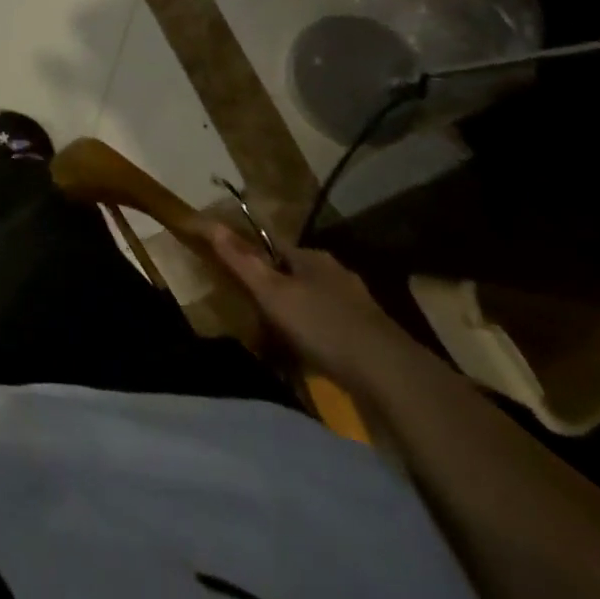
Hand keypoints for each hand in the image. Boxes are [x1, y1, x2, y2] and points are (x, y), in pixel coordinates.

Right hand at [205, 226, 418, 397]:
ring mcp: (358, 307)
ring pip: (316, 304)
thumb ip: (241, 260)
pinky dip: (318, 340)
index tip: (238, 278)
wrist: (389, 375)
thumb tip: (210, 223)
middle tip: (254, 313)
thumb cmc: (322, 325)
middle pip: (297, 276)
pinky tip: (310, 359)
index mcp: (314, 258)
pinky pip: (333, 331)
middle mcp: (337, 275)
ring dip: (299, 318)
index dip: (255, 259)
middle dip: (277, 292)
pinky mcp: (371, 338)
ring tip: (278, 341)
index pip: (276, 247)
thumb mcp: (272, 292)